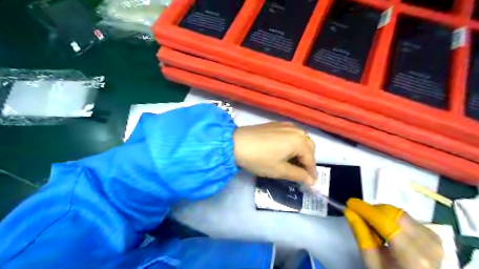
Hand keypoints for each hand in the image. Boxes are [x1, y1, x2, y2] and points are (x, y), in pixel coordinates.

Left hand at [233, 122, 316, 184]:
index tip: (311, 183)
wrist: (236, 143)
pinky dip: (293, 144)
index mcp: (299, 141)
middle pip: (308, 146)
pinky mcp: (276, 124)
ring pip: (300, 139)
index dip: (312, 172)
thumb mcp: (280, 170)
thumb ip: (298, 175)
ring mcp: (286, 125)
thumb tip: (312, 181)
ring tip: (293, 163)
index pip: (311, 159)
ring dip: (300, 151)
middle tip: (302, 173)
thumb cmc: (260, 159)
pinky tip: (284, 151)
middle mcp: (296, 130)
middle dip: (308, 160)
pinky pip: (291, 134)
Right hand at [344, 199, 445, 267]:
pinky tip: (386, 228)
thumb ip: (361, 236)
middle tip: (359, 214)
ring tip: (372, 224)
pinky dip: (392, 218)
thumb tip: (350, 212)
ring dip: (382, 213)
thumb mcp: (372, 263)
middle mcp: (428, 245)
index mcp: (413, 257)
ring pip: (400, 213)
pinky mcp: (434, 235)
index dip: (366, 210)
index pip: (385, 223)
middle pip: (394, 214)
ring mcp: (434, 239)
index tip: (350, 202)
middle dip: (374, 210)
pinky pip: (407, 218)